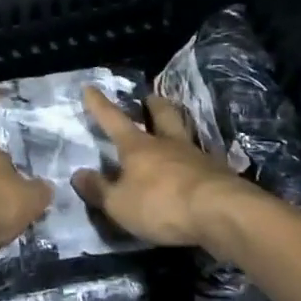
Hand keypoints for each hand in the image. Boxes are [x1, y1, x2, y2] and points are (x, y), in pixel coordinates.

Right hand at [71, 87, 257, 247]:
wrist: (222, 213)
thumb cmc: (162, 204)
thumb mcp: (120, 204)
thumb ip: (99, 190)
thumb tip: (78, 174)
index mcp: (138, 147)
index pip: (113, 120)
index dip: (99, 105)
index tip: (90, 87)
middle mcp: (168, 143)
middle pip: (162, 114)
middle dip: (153, 105)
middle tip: (150, 99)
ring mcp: (197, 156)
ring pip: (185, 133)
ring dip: (178, 128)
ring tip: (174, 133)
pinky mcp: (220, 174)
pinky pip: (203, 160)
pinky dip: (197, 162)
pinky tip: (196, 170)